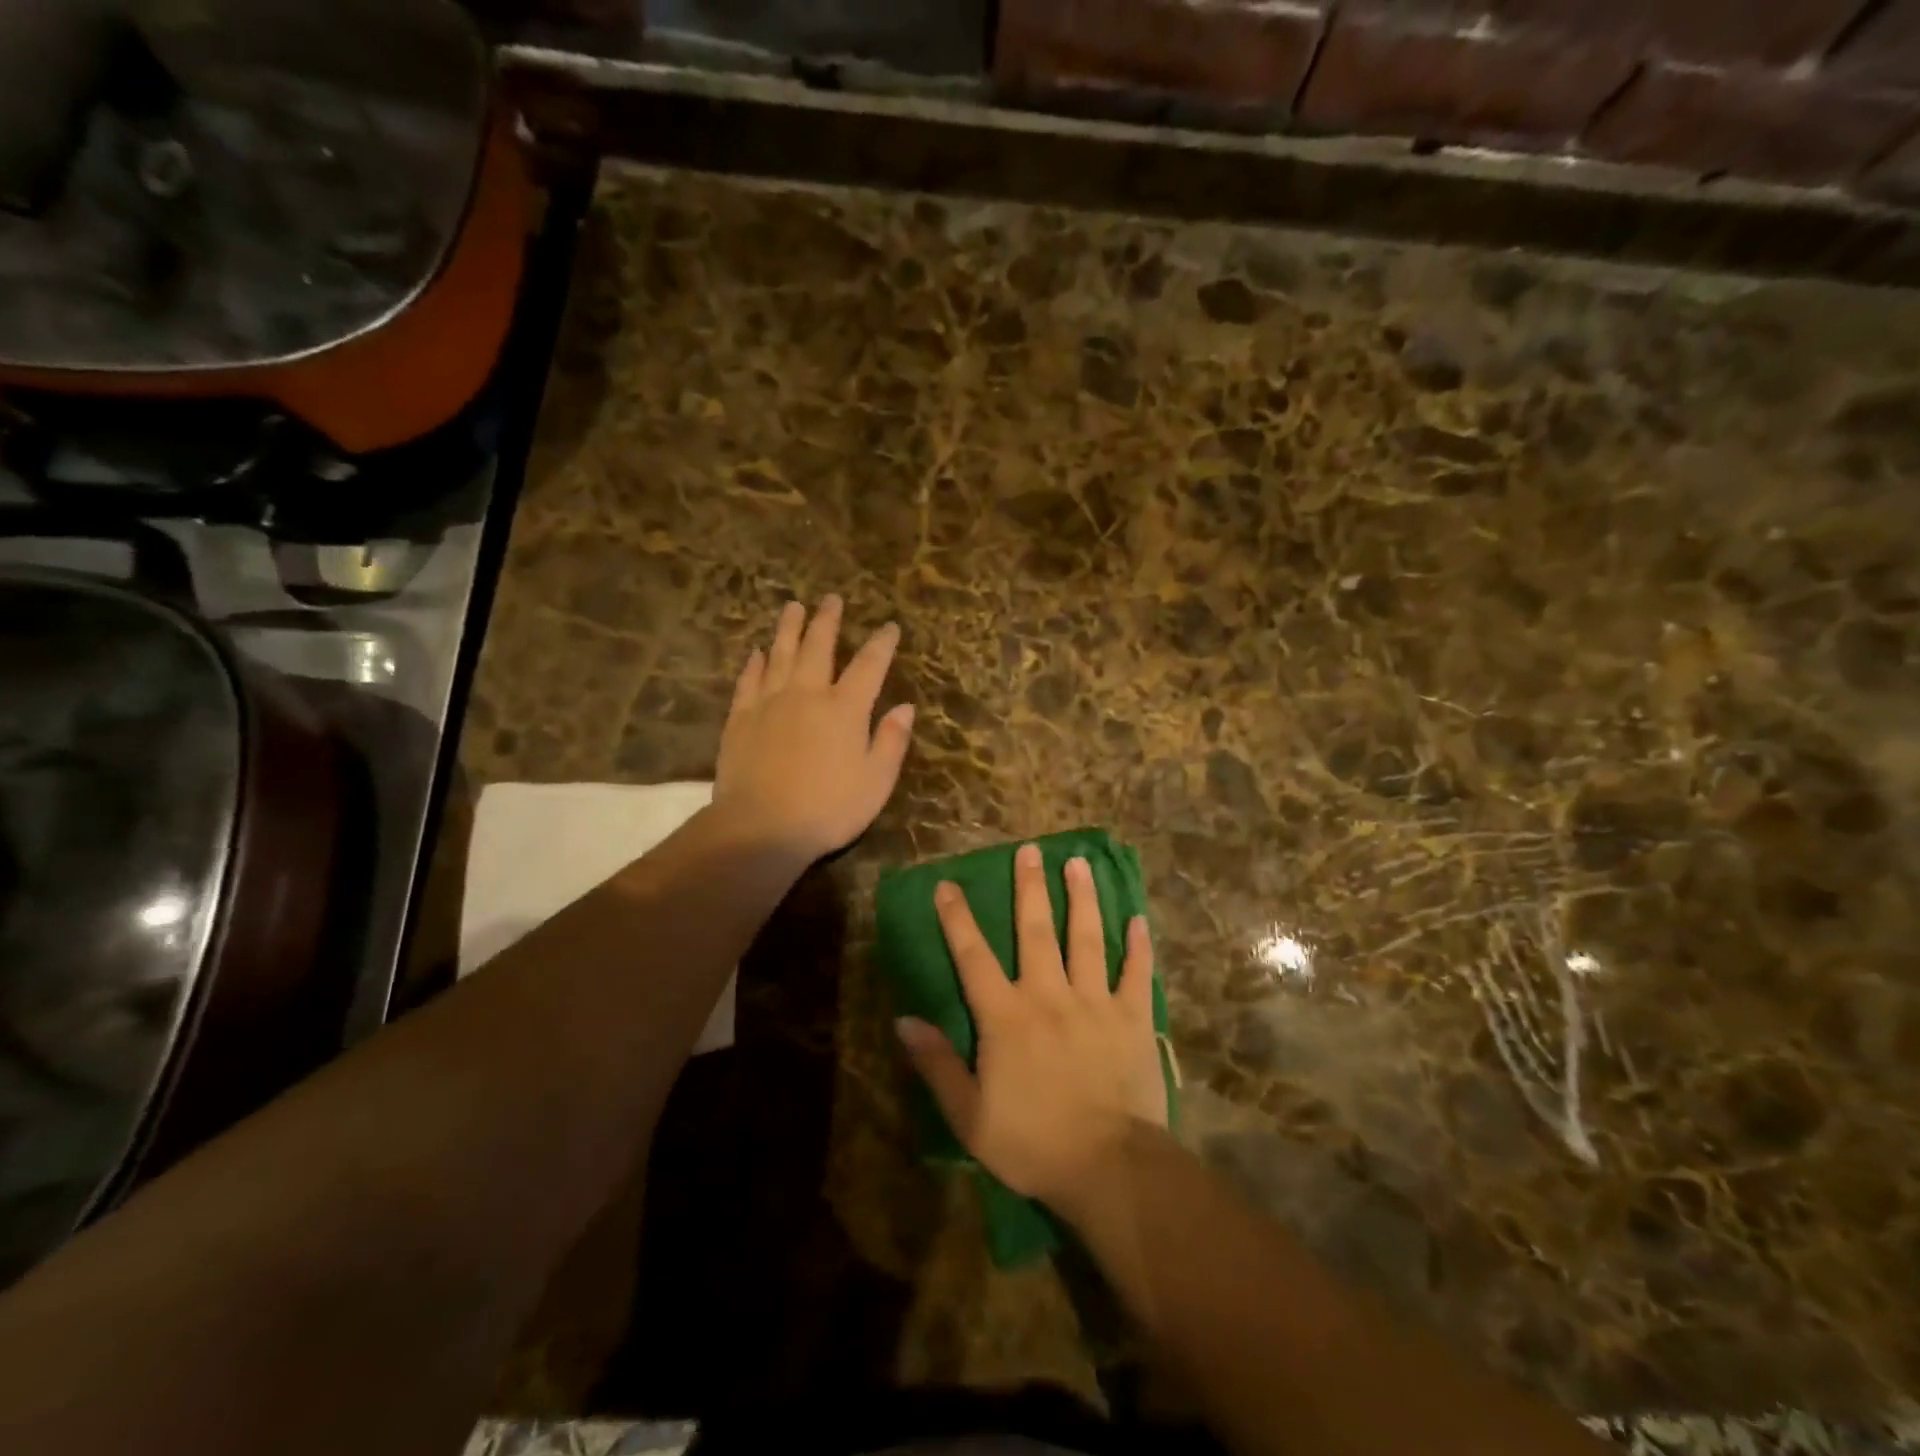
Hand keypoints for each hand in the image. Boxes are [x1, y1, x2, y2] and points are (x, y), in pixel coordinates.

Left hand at [714, 596, 914, 862]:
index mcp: (846, 708)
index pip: (869, 665)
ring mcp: (770, 703)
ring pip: (781, 654)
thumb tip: (905, 707)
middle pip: (819, 647)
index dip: (882, 644)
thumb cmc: (829, 808)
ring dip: (789, 629)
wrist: (761, 827)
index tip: (889, 627)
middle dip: (828, 621)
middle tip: (831, 598)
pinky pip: (749, 680)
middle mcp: (808, 694)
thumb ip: (892, 740)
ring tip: (794, 606)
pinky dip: (756, 663)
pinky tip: (758, 652)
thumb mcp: (876, 781)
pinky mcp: (741, 718)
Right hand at [897, 843, 1167, 1218]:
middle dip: (1030, 888)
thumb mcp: (969, 1115)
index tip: (948, 885)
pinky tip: (1139, 918)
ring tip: (1079, 863)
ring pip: (1087, 938)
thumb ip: (937, 1065)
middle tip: (1029, 850)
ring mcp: (1095, 1002)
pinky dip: (1138, 945)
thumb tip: (903, 1021)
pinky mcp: (1132, 1018)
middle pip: (1036, 931)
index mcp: (1006, 1016)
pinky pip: (1136, 973)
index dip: (958, 919)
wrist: (1109, 1168)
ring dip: (1082, 898)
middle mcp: (1049, 995)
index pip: (974, 957)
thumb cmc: (1033, 1143)